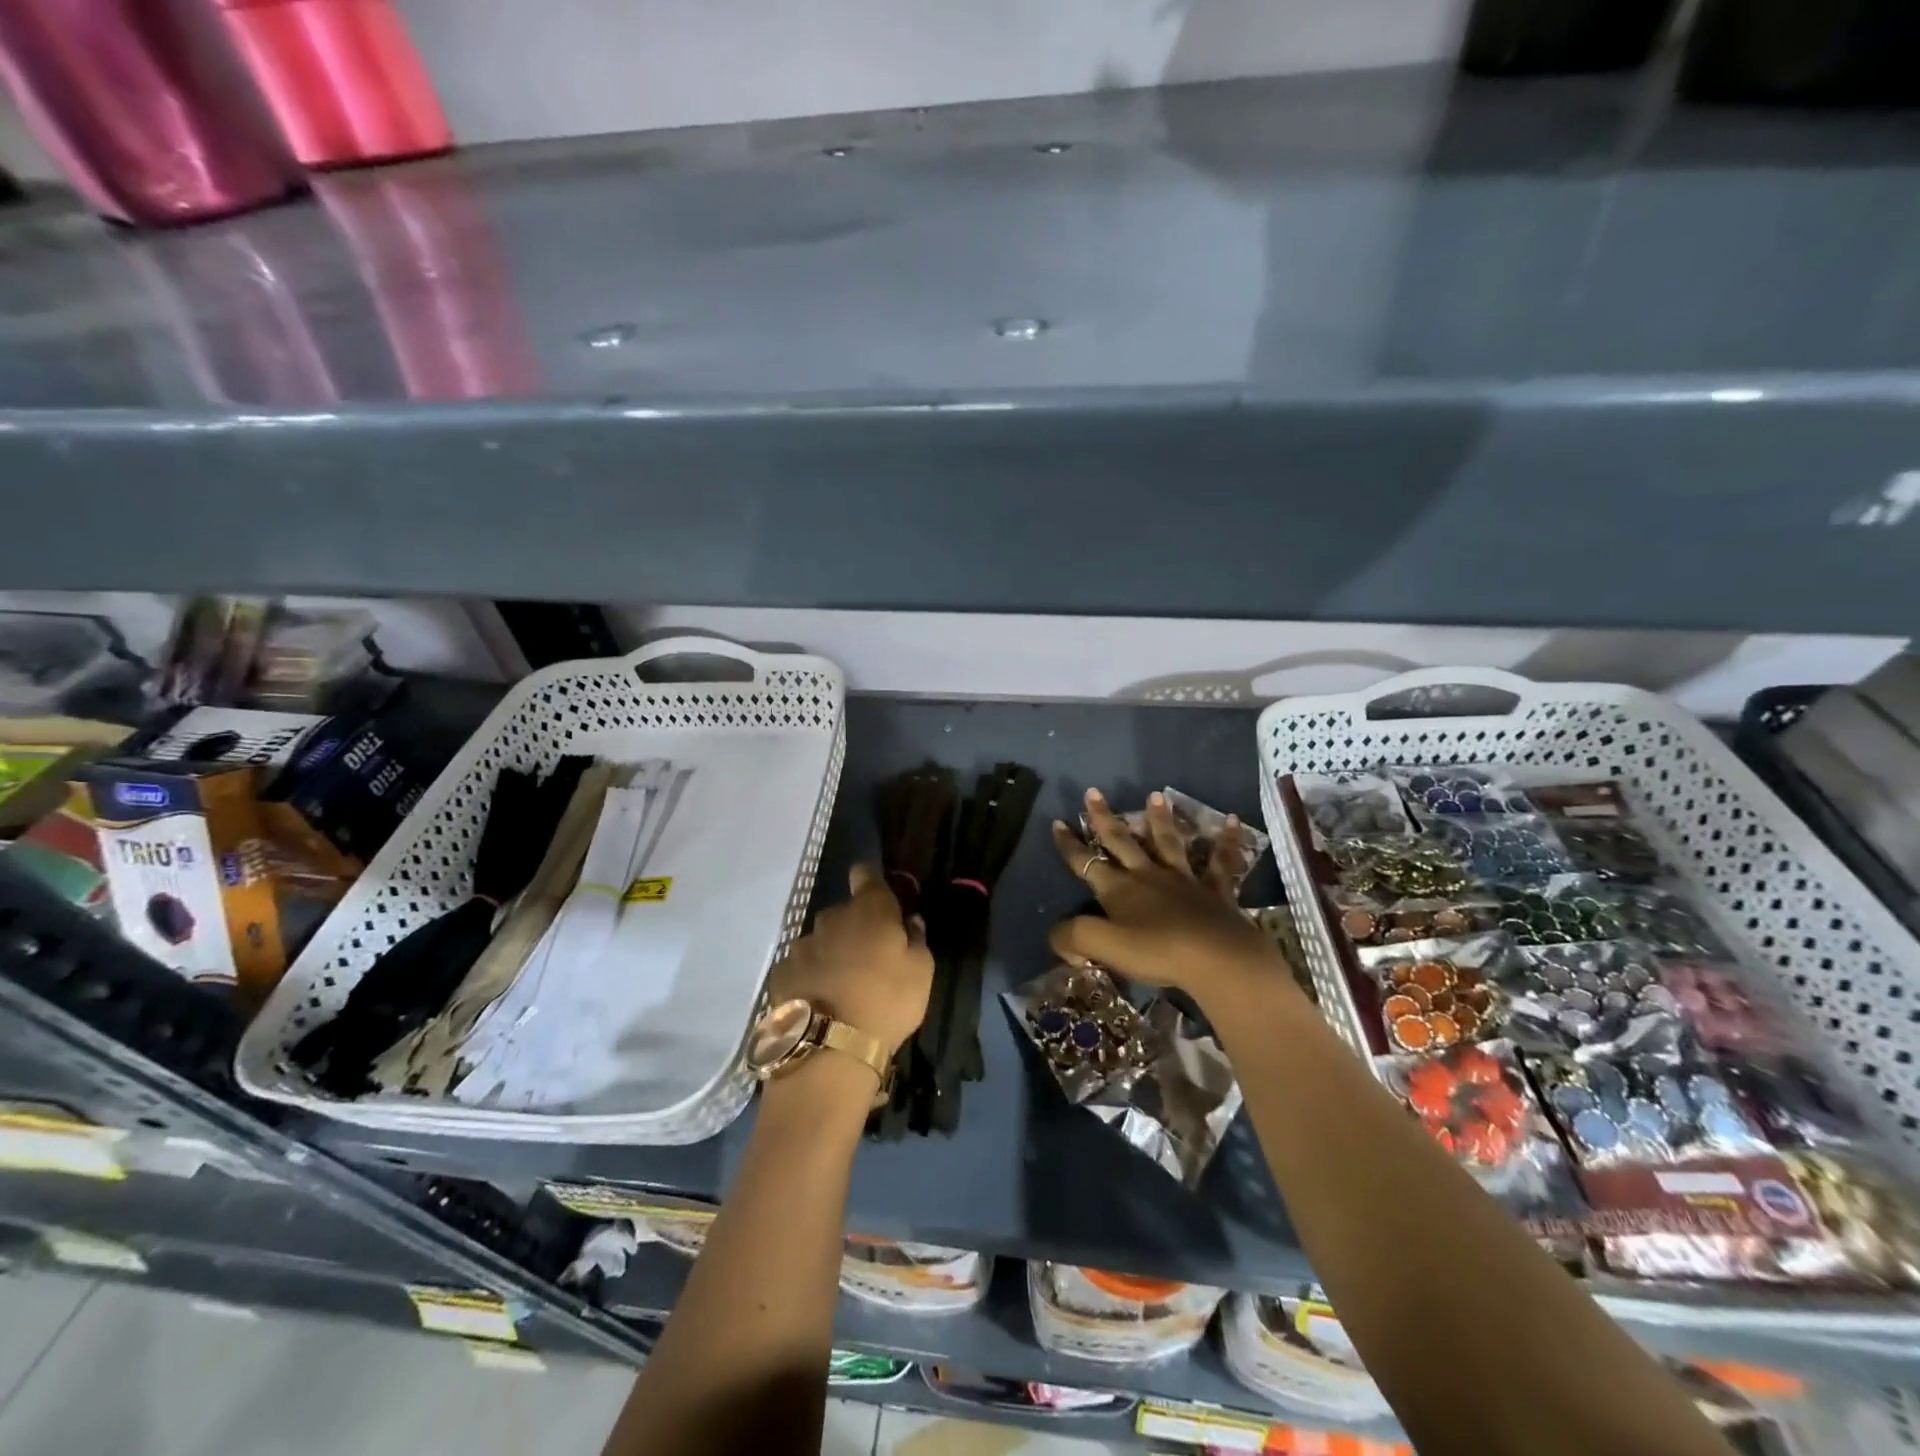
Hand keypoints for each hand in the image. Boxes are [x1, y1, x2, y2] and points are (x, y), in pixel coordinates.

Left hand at [767, 863, 933, 1055]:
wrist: (830, 1049)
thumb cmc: (887, 1002)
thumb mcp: (921, 972)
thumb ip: (916, 939)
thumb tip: (910, 921)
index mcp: (869, 909)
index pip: (865, 874)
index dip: (870, 880)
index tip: (878, 897)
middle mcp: (831, 917)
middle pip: (844, 913)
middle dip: (855, 928)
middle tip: (868, 959)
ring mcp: (802, 945)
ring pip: (821, 941)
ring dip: (832, 953)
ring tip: (843, 986)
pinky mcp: (781, 972)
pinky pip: (802, 966)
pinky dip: (811, 977)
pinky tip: (820, 1001)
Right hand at [1048, 788, 1286, 1004]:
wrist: (1216, 958)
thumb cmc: (1157, 952)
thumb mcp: (1103, 947)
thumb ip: (1073, 936)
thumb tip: (1057, 934)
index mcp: (1119, 889)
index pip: (1086, 862)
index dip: (1070, 845)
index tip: (1058, 823)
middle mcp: (1148, 876)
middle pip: (1122, 842)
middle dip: (1104, 818)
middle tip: (1093, 792)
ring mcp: (1184, 880)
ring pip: (1168, 843)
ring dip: (1160, 819)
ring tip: (1155, 795)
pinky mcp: (1216, 891)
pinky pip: (1221, 862)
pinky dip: (1227, 841)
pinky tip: (1233, 821)